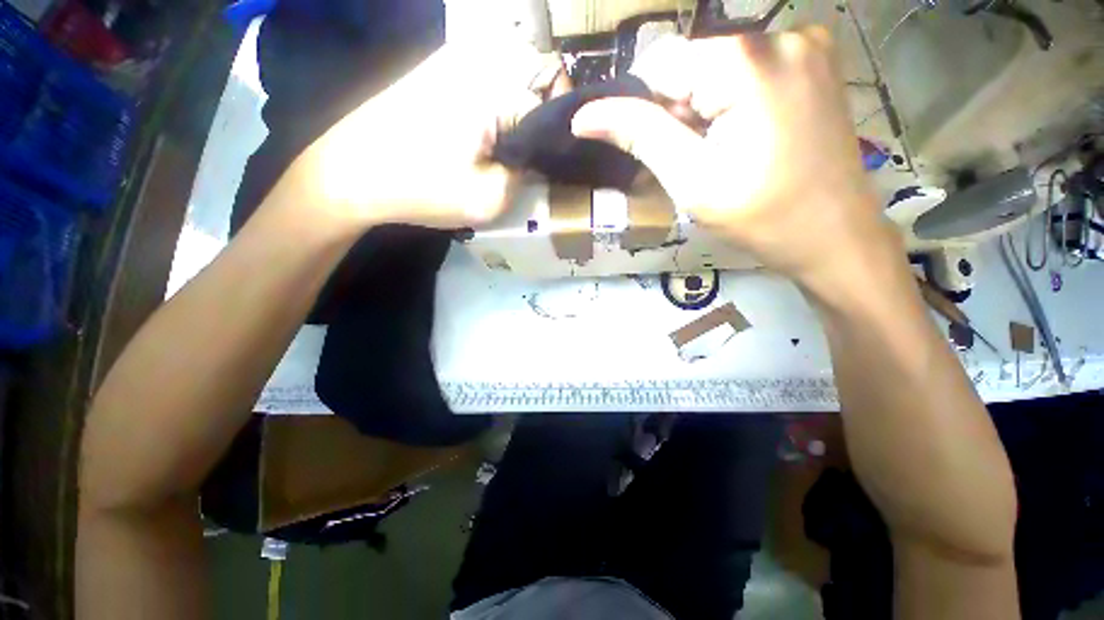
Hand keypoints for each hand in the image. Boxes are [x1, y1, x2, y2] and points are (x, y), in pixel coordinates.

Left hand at [287, 40, 565, 230]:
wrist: (349, 175)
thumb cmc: (421, 188)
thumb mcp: (490, 198)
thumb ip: (526, 174)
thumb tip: (538, 157)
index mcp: (493, 83)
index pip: (556, 88)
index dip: (563, 125)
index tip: (552, 156)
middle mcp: (477, 55)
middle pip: (538, 68)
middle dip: (545, 109)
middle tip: (531, 149)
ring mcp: (453, 56)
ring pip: (514, 69)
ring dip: (522, 104)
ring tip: (509, 144)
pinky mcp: (438, 68)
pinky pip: (488, 73)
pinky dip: (499, 99)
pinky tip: (484, 131)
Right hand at [571, 29, 896, 287]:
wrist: (835, 237)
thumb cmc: (760, 215)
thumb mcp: (689, 179)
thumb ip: (638, 135)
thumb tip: (584, 116)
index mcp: (746, 59)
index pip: (659, 64)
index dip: (645, 108)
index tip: (660, 151)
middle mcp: (781, 32)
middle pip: (692, 64)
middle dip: (680, 112)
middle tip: (697, 161)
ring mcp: (806, 44)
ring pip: (718, 69)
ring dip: (703, 111)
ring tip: (724, 155)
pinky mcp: (815, 62)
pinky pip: (748, 72)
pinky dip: (731, 103)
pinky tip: (746, 140)